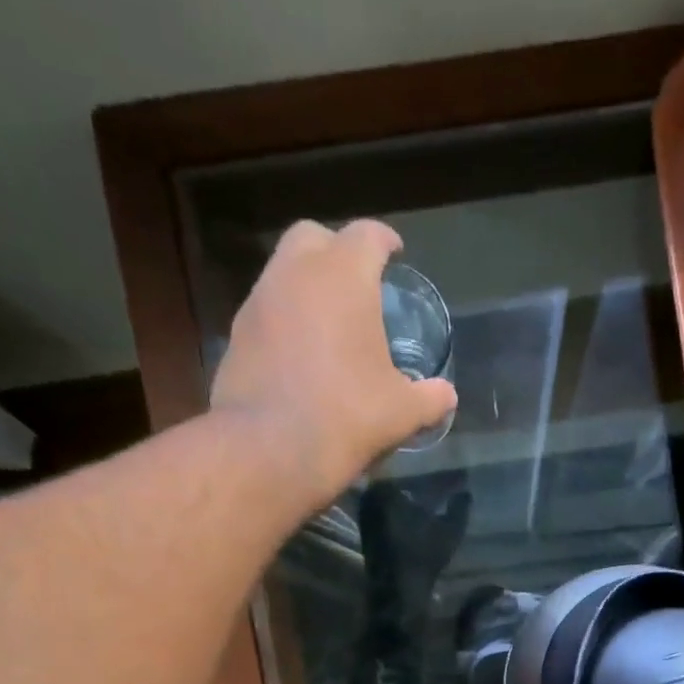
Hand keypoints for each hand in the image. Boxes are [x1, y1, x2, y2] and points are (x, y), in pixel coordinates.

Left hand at [209, 220, 456, 515]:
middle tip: (357, 281)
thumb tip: (446, 396)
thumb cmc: (347, 415)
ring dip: (308, 286)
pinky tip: (302, 354)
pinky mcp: (237, 333)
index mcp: (344, 277)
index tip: (395, 253)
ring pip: (285, 272)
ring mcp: (260, 300)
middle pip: (315, 237)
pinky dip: (286, 319)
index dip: (385, 241)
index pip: (367, 235)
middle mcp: (296, 273)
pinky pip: (268, 311)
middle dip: (337, 250)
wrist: (269, 448)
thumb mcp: (402, 412)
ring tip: (330, 322)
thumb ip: (429, 398)